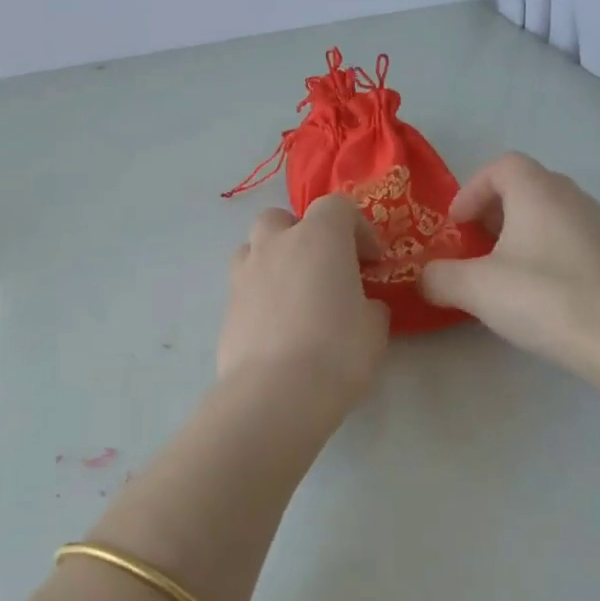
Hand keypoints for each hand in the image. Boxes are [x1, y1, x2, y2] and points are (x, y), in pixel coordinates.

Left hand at [219, 195, 389, 413]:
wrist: (275, 393)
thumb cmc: (337, 352)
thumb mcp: (374, 329)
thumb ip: (369, 306)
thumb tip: (362, 306)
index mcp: (319, 237)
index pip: (337, 207)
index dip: (357, 228)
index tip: (371, 261)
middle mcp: (276, 244)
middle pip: (282, 218)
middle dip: (302, 235)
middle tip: (322, 269)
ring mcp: (244, 274)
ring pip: (254, 248)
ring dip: (273, 260)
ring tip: (293, 294)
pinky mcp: (225, 307)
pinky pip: (244, 287)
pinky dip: (259, 296)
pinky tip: (275, 328)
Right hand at [420, 153, 599, 415]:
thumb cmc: (545, 299)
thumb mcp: (475, 289)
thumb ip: (439, 277)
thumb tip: (426, 278)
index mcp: (539, 192)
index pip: (502, 165)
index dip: (472, 189)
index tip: (457, 226)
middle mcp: (574, 198)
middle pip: (528, 187)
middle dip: (494, 212)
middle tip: (476, 248)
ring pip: (553, 215)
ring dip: (523, 234)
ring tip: (507, 274)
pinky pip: (575, 241)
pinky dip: (550, 254)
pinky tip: (545, 295)